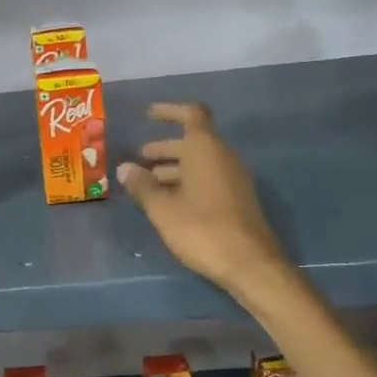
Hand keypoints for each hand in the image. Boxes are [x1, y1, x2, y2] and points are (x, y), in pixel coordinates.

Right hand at [118, 103, 286, 299]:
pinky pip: (208, 178)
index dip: (169, 111)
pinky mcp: (237, 199)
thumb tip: (125, 168)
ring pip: (199, 162)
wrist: (250, 265)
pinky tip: (168, 202)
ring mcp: (233, 179)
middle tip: (137, 160)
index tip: (148, 115)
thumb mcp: (163, 209)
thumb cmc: (202, 229)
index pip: (191, 114)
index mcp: (206, 149)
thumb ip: (143, 186)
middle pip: (192, 141)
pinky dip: (186, 182)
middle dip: (163, 148)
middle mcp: (223, 157)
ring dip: (173, 168)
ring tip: (146, 185)